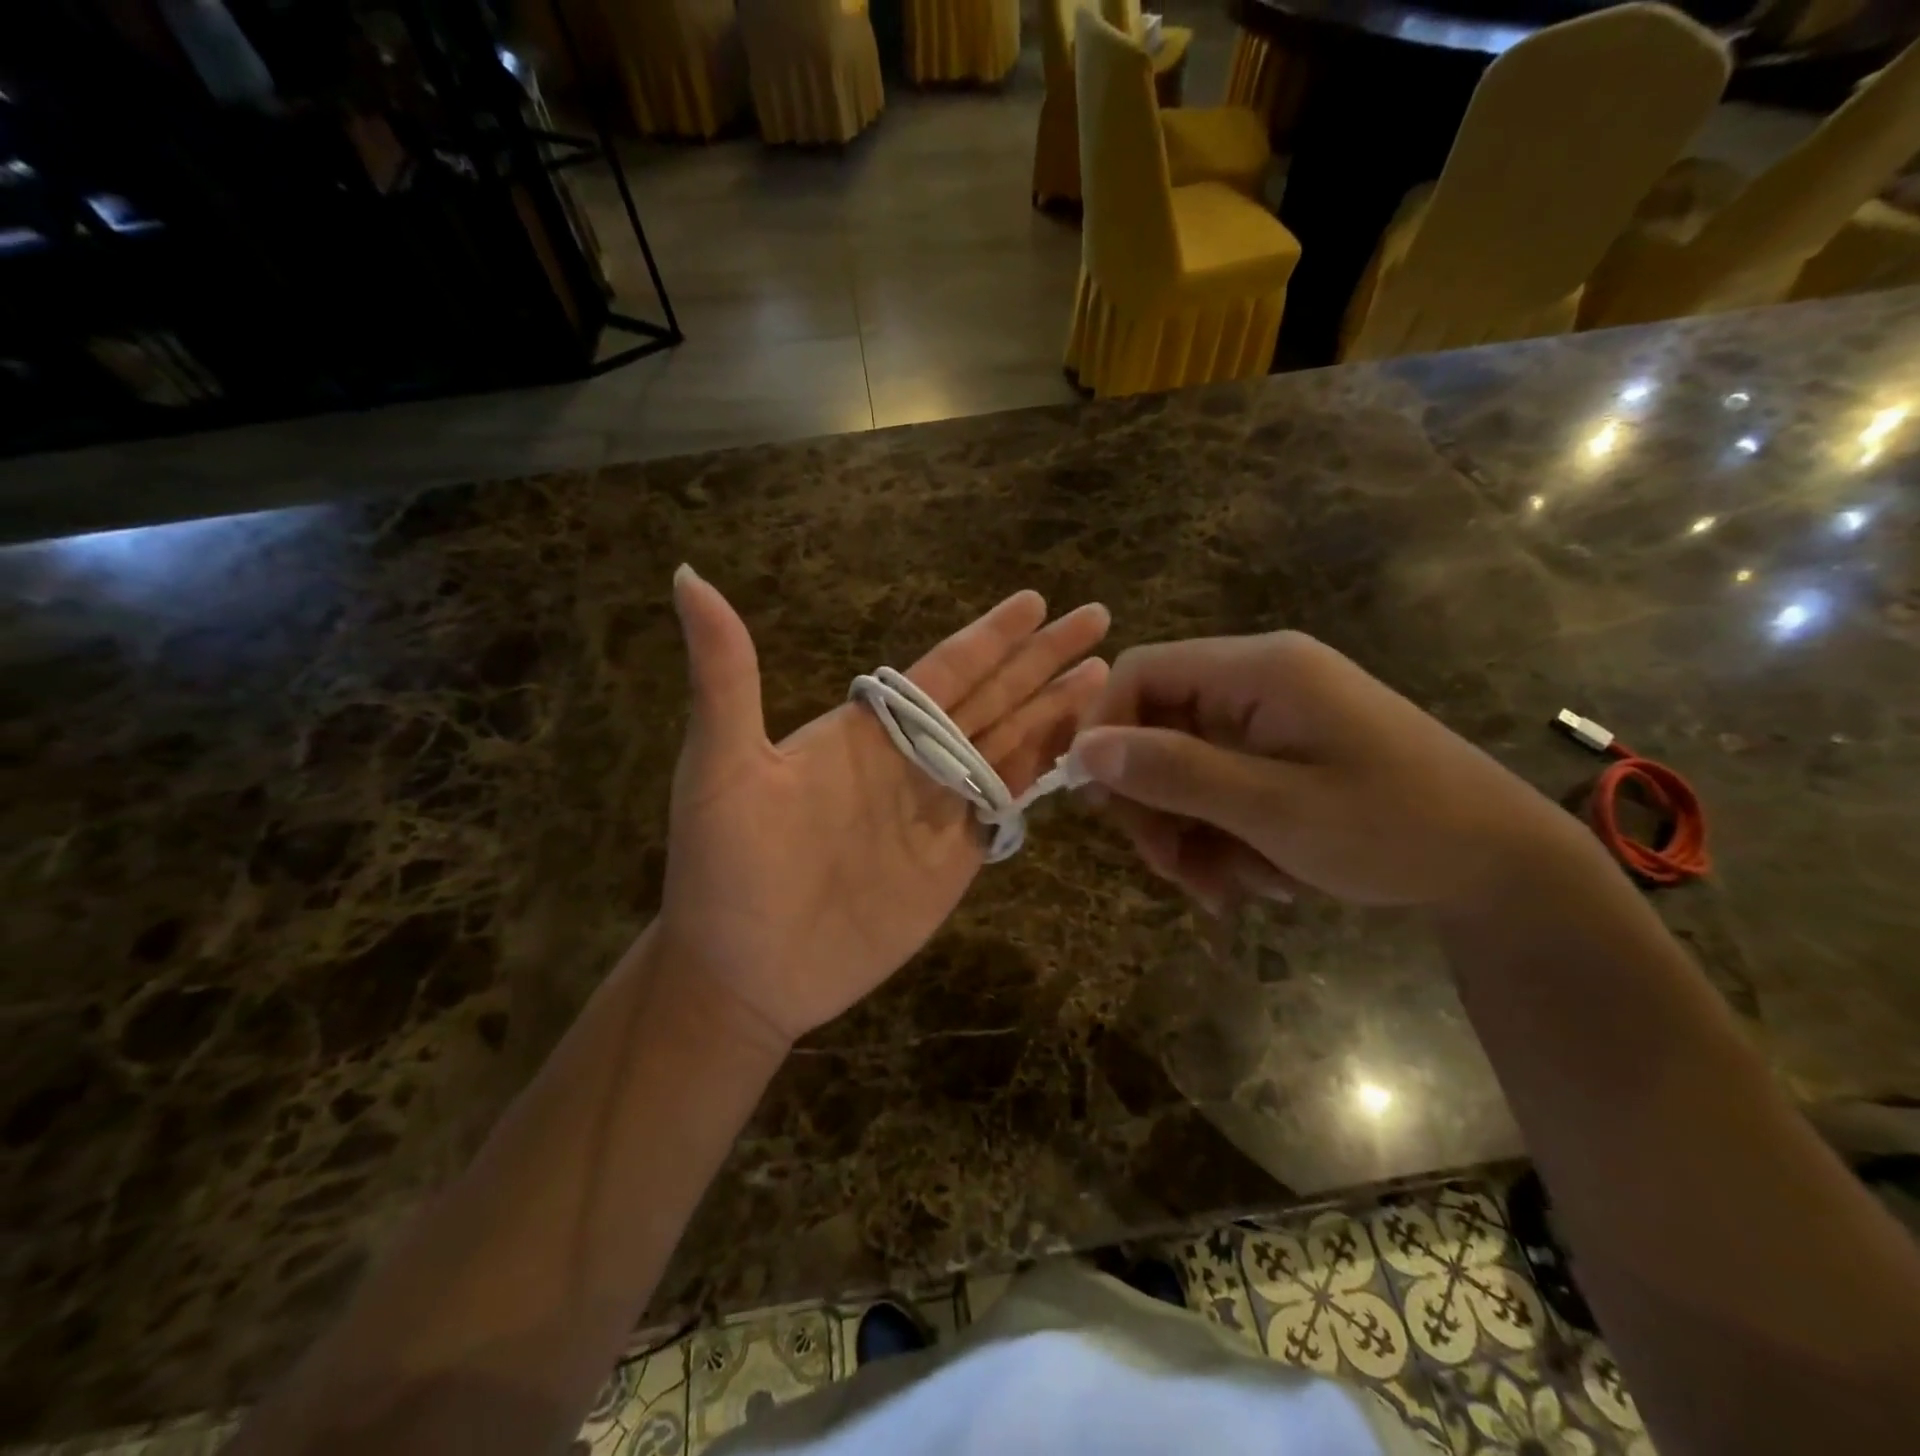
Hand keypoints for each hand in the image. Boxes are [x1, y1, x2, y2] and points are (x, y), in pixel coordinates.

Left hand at [656, 566, 1109, 1047]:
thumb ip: (725, 674)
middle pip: (992, 697)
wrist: (743, 973)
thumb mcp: (720, 765)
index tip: (1035, 602)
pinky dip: (1043, 774)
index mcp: (867, 729)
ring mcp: (938, 809)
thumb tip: (687, 575)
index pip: (944, 668)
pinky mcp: (955, 859)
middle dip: (1043, 659)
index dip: (991, 636)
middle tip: (1097, 618)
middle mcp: (911, 759)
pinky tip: (1078, 750)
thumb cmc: (725, 869)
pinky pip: (1006, 805)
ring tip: (1103, 676)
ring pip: (1010, 745)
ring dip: (1056, 709)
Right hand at [1072, 633, 1586, 914]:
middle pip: (1156, 726)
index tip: (1097, 802)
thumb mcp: (1274, 808)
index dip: (1103, 731)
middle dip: (1152, 802)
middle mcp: (1257, 681)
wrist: (1502, 867)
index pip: (1141, 673)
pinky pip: (1219, 789)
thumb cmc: (1395, 829)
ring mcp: (1271, 720)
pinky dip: (1220, 837)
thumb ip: (1175, 772)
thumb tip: (1081, 751)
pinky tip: (1253, 880)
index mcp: (1259, 669)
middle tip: (1169, 868)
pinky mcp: (1282, 755)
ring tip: (1223, 891)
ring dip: (1187, 833)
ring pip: (1183, 768)